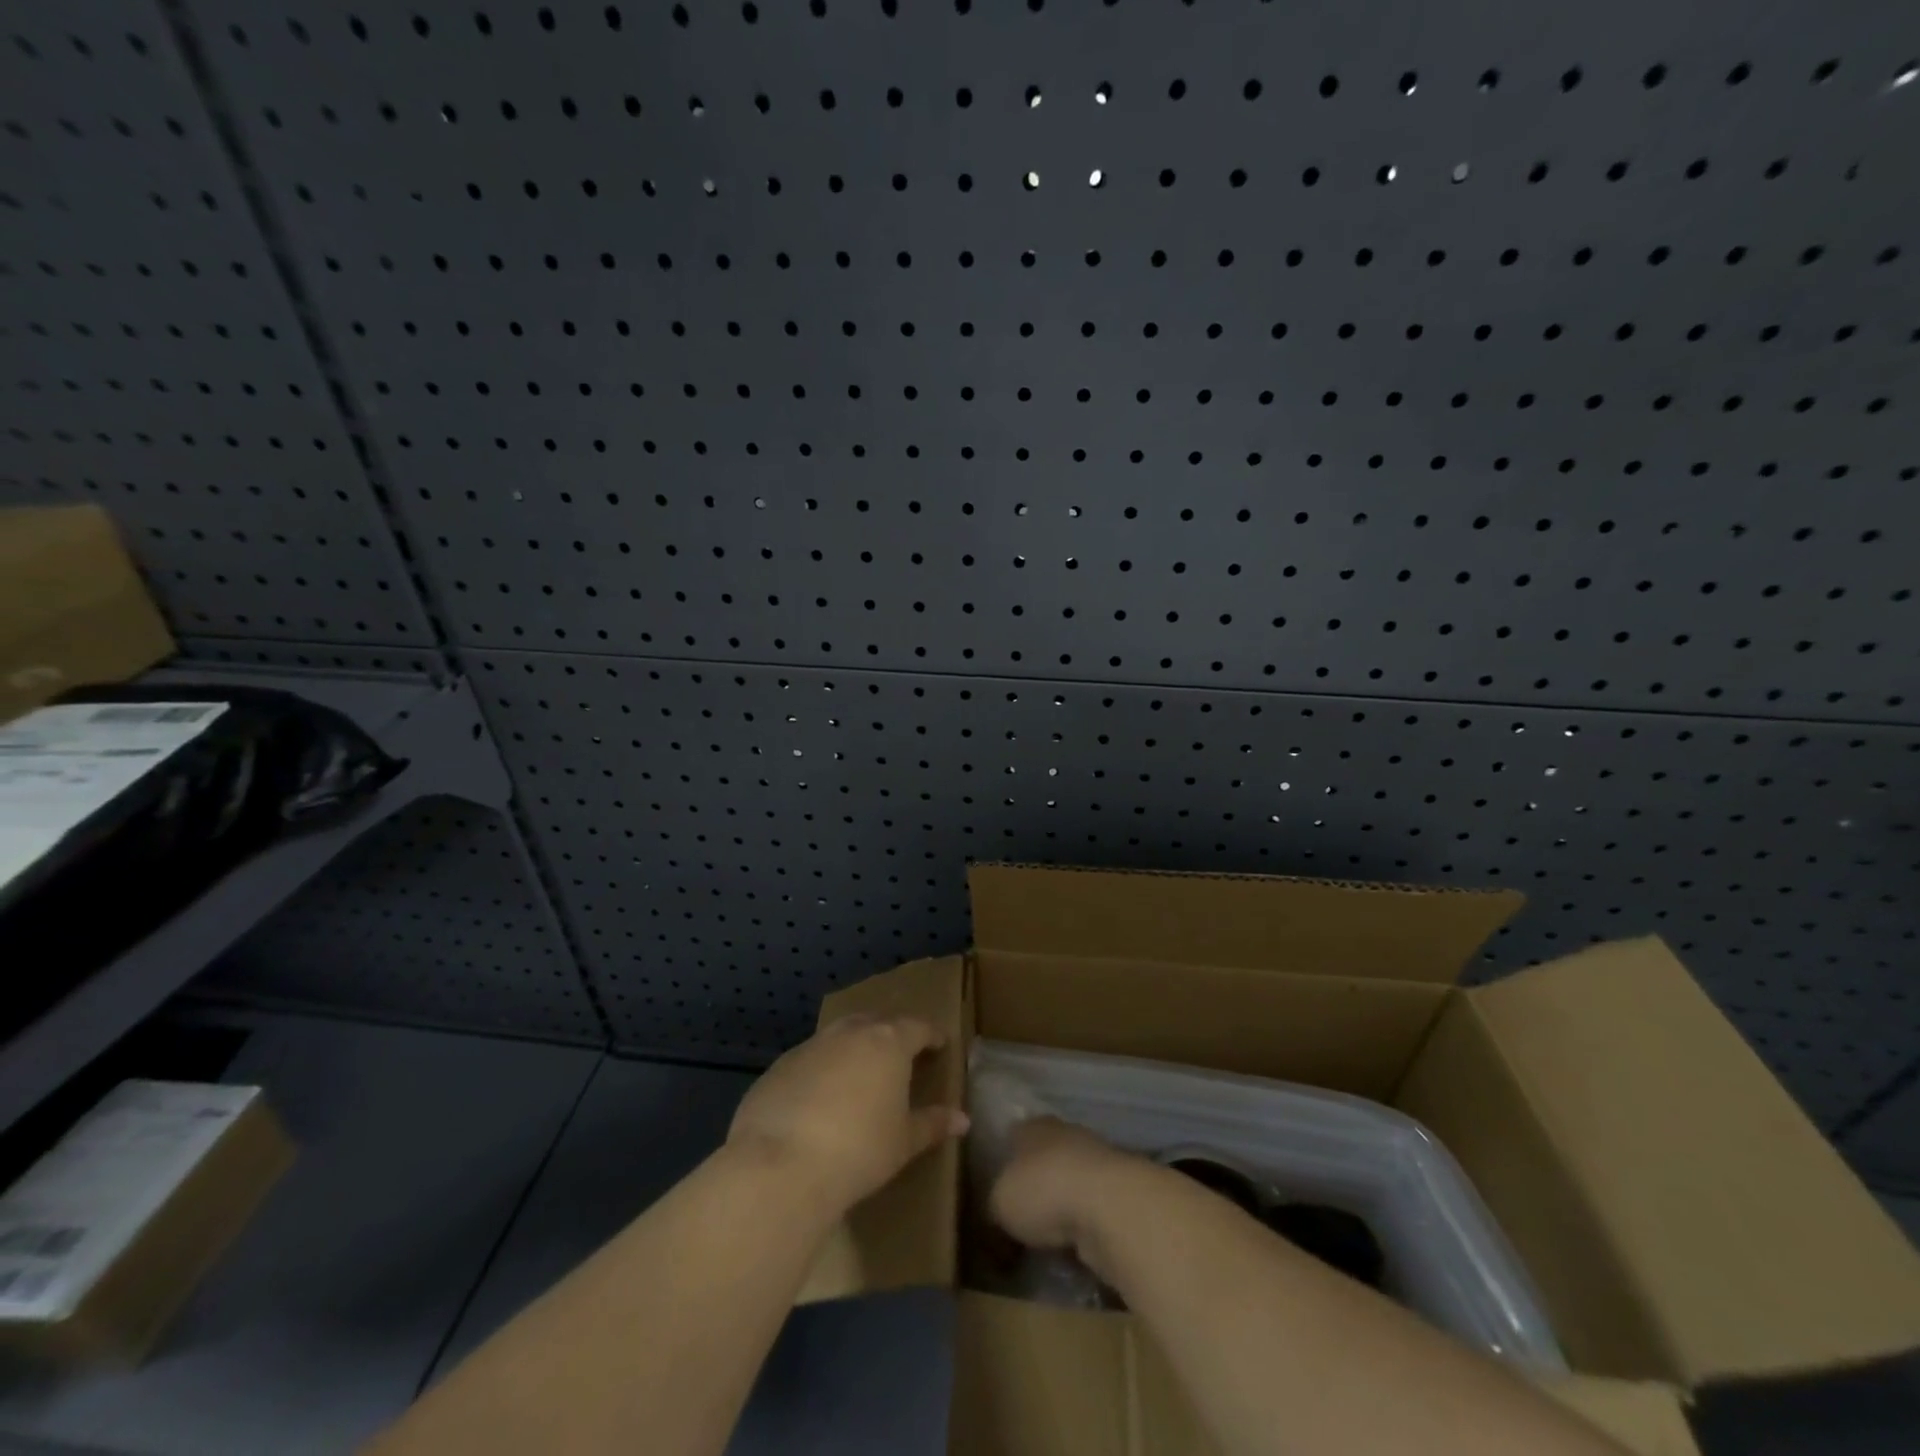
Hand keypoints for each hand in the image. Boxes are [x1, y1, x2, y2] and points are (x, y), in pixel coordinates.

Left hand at [728, 1014, 968, 1215]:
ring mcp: (812, 1045)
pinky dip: (822, 1069)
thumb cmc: (859, 1150)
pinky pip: (810, 1059)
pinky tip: (820, 1098)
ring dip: (854, 1048)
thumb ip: (932, 1124)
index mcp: (889, 1042)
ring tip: (861, 1074)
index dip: (931, 1035)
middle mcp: (850, 1032)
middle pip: (877, 1022)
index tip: (939, 1044)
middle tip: (901, 1055)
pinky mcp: (779, 1065)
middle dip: (891, 1034)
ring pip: (840, 1036)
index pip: (918, 1026)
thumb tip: (962, 1119)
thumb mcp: (903, 1142)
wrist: (781, 1165)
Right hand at [986, 1117, 1146, 1267]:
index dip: (1005, 1162)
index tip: (998, 1189)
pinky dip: (1084, 1225)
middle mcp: (1064, 1133)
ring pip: (1070, 1183)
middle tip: (1022, 1218)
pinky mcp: (1119, 1190)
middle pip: (1044, 1158)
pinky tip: (1075, 1247)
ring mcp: (1096, 1159)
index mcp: (1032, 1126)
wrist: (1107, 1205)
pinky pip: (1092, 1208)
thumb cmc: (1043, 1191)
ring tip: (1048, 1240)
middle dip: (1036, 1186)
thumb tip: (997, 1214)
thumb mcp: (999, 1203)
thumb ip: (995, 1204)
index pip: (1013, 1137)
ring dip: (1063, 1206)